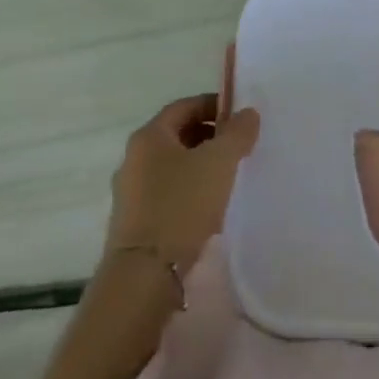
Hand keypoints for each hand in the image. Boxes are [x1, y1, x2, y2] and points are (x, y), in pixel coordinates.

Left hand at [105, 88, 260, 270]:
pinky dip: (190, 192)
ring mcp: (131, 192)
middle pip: (177, 136)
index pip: (184, 106)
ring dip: (200, 166)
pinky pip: (168, 194)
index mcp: (149, 137)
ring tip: (229, 178)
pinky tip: (210, 209)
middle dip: (209, 136)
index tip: (239, 117)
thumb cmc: (181, 205)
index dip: (213, 105)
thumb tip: (247, 113)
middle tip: (238, 146)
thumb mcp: (219, 162)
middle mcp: (134, 159)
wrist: (144, 274)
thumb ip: (237, 133)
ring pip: (173, 167)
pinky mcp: (135, 222)